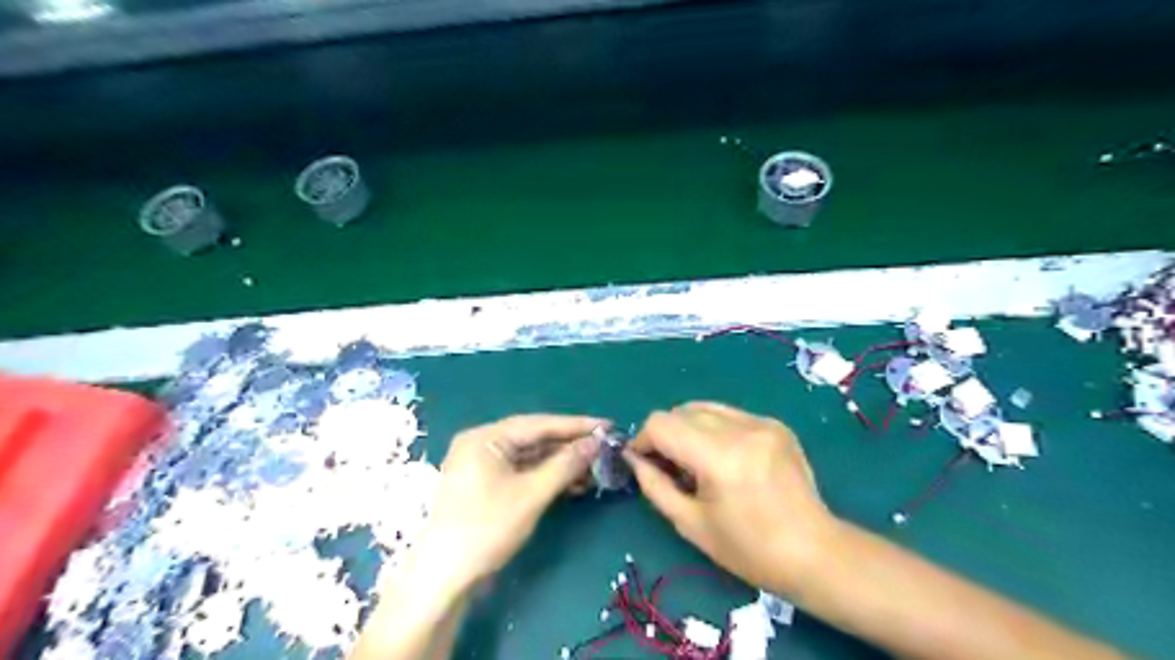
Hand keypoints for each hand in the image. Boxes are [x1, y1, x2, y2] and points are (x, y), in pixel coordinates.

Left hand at [418, 416, 599, 584]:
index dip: (575, 426)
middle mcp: (482, 445)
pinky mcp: (487, 486)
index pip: (538, 424)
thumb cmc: (486, 529)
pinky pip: (523, 472)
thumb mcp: (531, 495)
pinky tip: (573, 483)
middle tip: (604, 447)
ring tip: (595, 467)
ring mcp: (483, 466)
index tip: (607, 426)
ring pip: (530, 457)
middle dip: (570, 445)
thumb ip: (565, 465)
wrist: (445, 578)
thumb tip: (595, 443)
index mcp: (485, 438)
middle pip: (534, 438)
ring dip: (561, 463)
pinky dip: (547, 477)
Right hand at [623, 403, 835, 593]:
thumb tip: (634, 458)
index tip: (645, 463)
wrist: (815, 553)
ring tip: (698, 462)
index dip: (643, 440)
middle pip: (681, 410)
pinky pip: (729, 414)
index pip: (661, 423)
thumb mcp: (691, 523)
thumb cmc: (749, 549)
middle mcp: (741, 428)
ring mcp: (762, 422)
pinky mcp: (775, 424)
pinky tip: (725, 459)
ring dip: (689, 428)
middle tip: (671, 467)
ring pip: (704, 407)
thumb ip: (654, 485)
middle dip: (665, 434)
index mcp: (719, 456)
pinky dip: (714, 430)